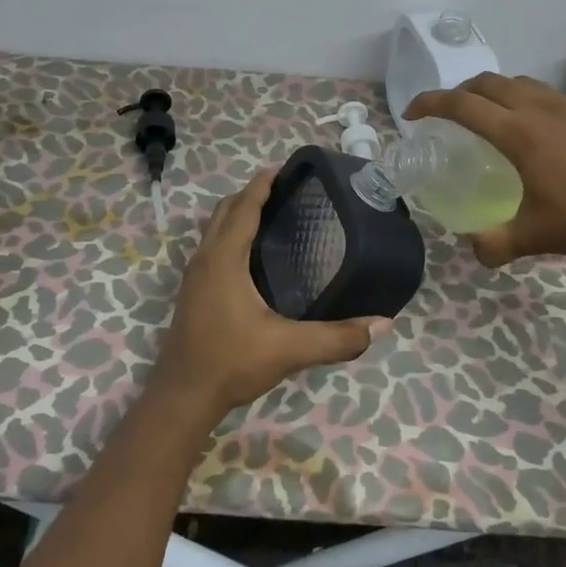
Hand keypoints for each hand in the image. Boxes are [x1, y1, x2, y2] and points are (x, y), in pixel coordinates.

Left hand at [150, 169, 390, 424]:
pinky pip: (211, 246)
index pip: (243, 207)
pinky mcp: (192, 292)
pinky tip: (250, 255)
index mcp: (224, 259)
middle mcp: (205, 259)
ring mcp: (194, 276)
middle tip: (284, 190)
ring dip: (237, 213)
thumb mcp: (289, 349)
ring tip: (270, 214)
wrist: (182, 397)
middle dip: (250, 193)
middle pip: (225, 211)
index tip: (283, 169)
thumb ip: (336, 337)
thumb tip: (383, 325)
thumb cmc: (231, 362)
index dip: (261, 185)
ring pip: (214, 228)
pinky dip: (229, 234)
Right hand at [404, 72, 565, 266]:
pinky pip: (548, 95)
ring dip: (495, 92)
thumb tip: (474, 249)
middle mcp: (539, 109)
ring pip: (520, 83)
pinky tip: (539, 130)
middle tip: (449, 113)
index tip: (412, 114)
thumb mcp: (537, 235)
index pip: (461, 105)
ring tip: (492, 116)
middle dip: (460, 91)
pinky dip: (527, 101)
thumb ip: (497, 244)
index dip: (429, 103)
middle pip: (488, 83)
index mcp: (517, 133)